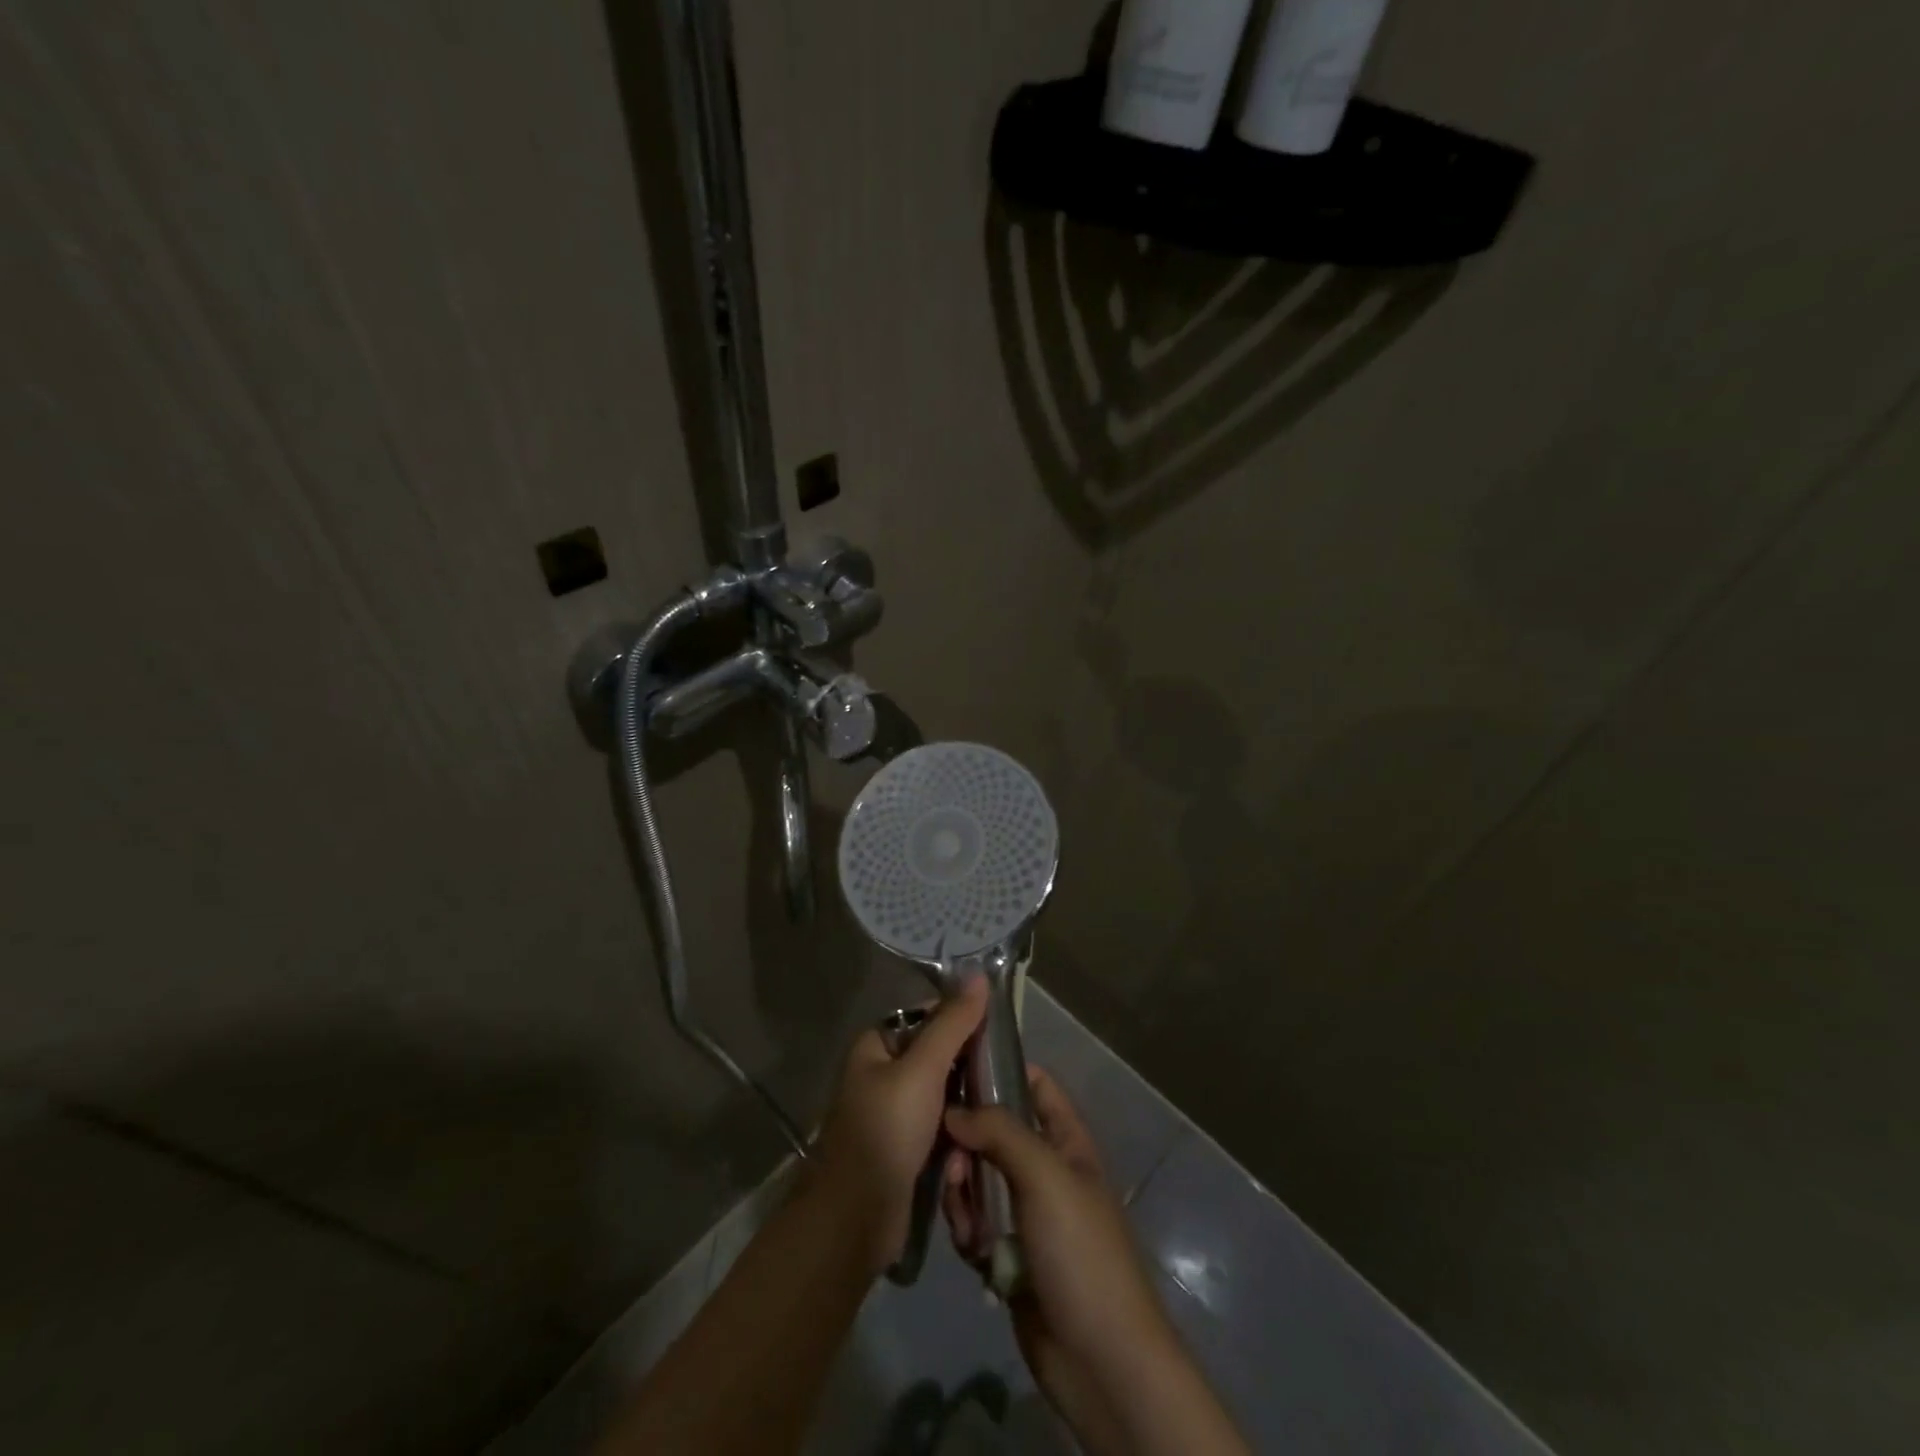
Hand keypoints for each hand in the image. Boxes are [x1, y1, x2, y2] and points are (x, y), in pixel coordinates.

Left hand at [811, 978, 986, 1275]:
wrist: (854, 1219)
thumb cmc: (885, 1131)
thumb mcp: (922, 1070)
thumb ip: (952, 1024)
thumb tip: (980, 975)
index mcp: (875, 1047)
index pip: (926, 1017)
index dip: (960, 1020)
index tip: (996, 1032)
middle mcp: (880, 1075)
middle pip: (937, 1057)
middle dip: (967, 1071)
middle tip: (1001, 1077)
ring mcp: (892, 1115)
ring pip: (943, 1097)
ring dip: (965, 1107)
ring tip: (992, 1114)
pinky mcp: (904, 1150)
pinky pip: (939, 1130)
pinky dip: (956, 1136)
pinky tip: (975, 1146)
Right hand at [942, 1069, 1179, 1418]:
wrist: (1100, 1361)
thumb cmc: (1080, 1251)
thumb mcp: (1044, 1175)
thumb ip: (999, 1131)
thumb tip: (953, 1110)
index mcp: (1067, 1142)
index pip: (1035, 1085)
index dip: (1001, 1069)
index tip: (955, 1065)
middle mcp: (1046, 1170)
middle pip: (995, 1133)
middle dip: (968, 1141)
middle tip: (950, 1157)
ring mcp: (1026, 1214)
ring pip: (978, 1179)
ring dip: (963, 1190)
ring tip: (963, 1213)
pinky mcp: (1007, 1255)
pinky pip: (974, 1224)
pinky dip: (966, 1230)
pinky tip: (969, 1247)